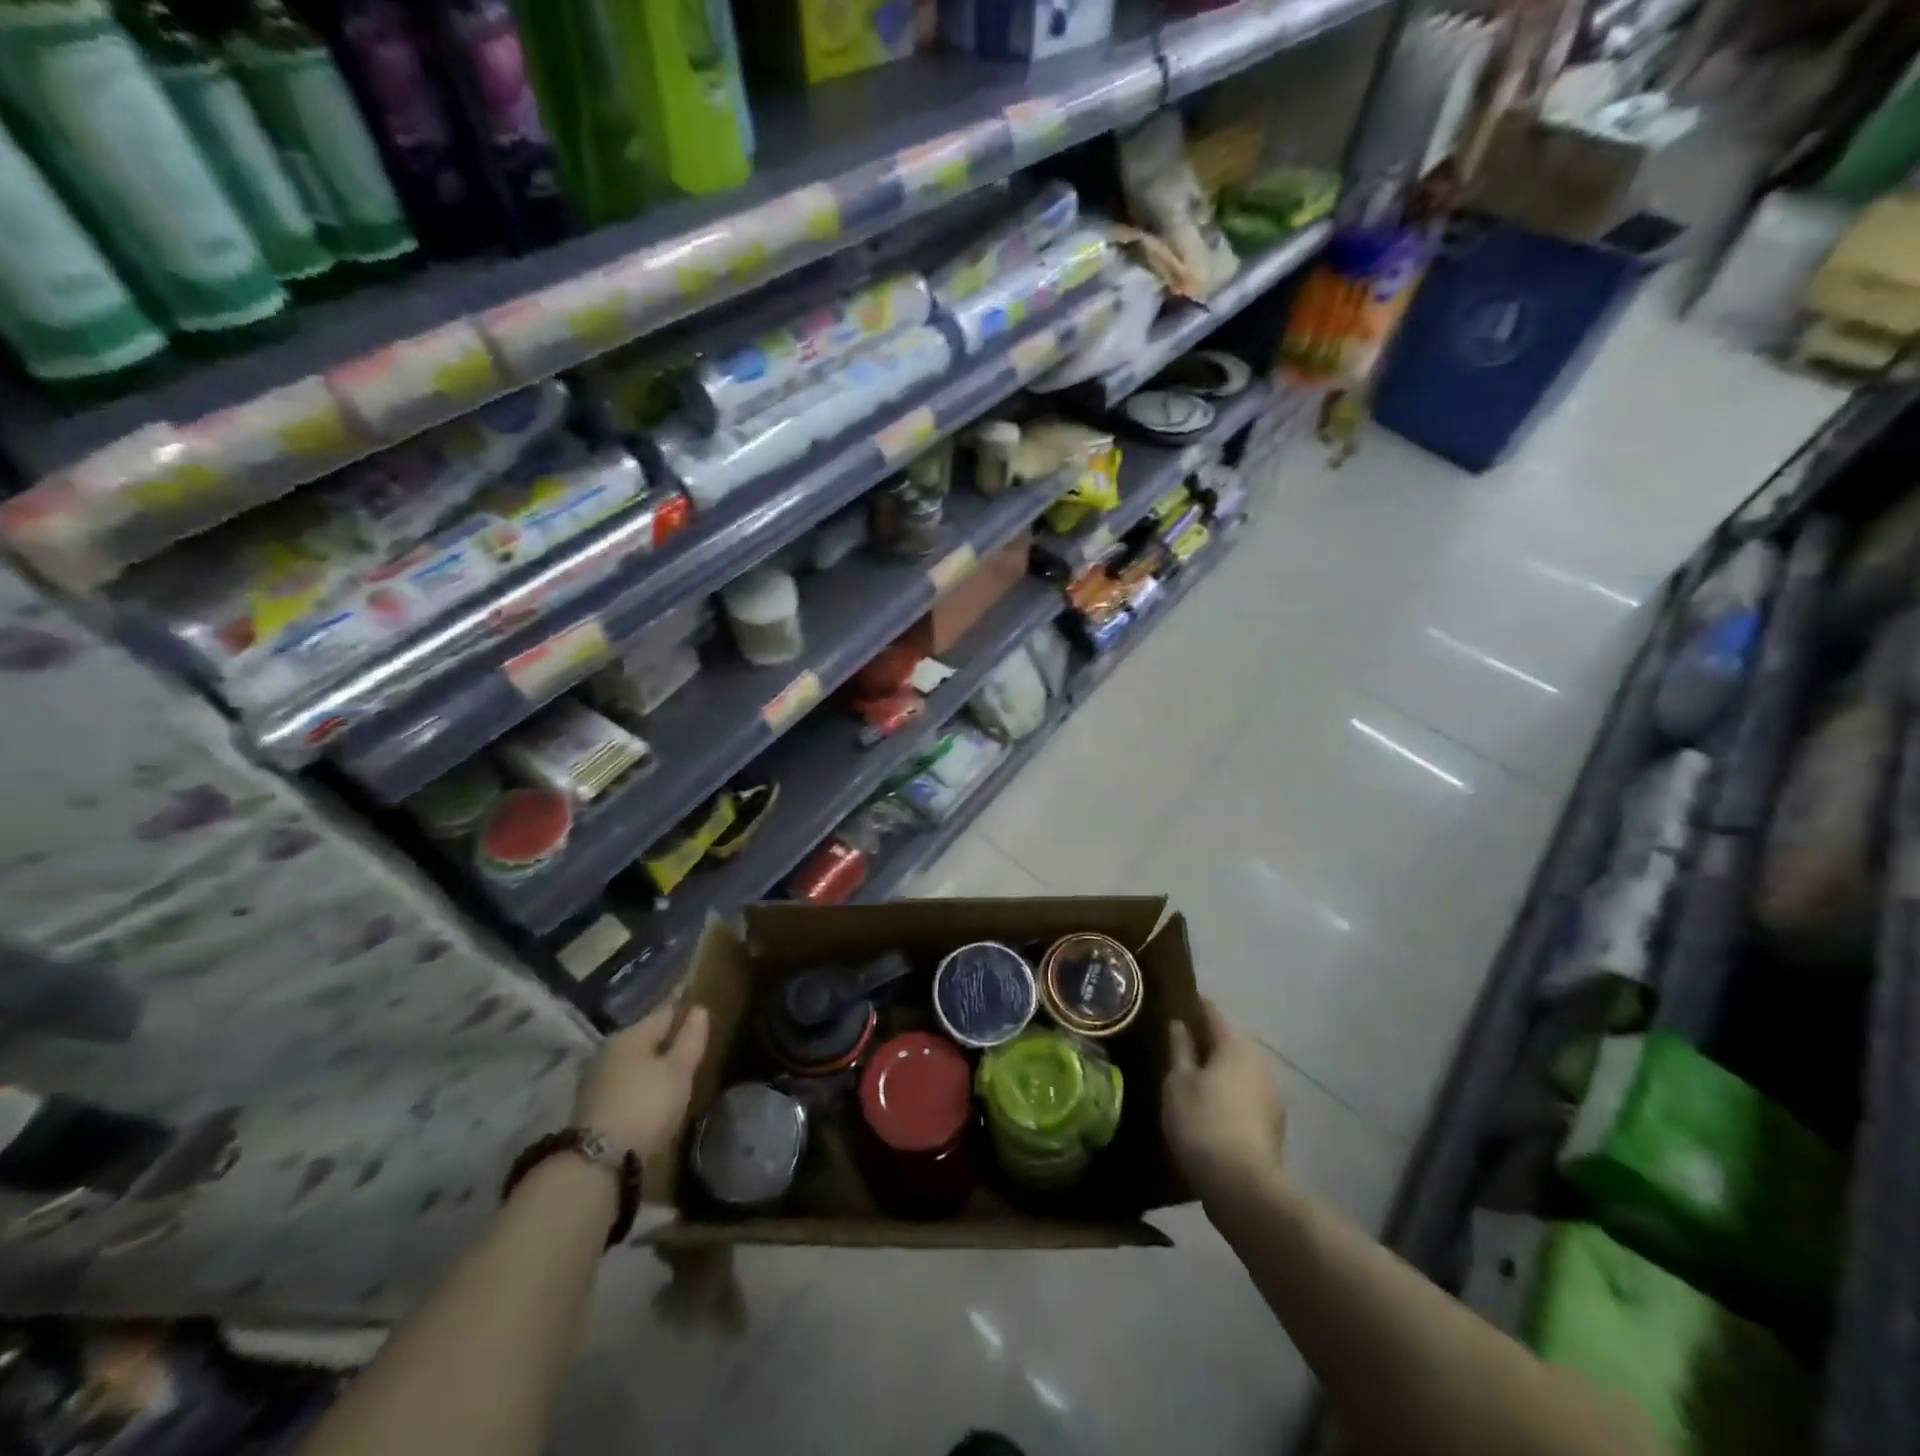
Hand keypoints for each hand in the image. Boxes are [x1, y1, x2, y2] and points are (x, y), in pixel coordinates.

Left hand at [574, 1004, 709, 1172]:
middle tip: (690, 1051)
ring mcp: (595, 1077)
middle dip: (667, 1041)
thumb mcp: (679, 1071)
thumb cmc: (646, 1106)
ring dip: (651, 1064)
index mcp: (631, 1034)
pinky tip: (650, 1096)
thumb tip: (698, 1009)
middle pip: (646, 1036)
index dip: (685, 1014)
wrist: (597, 1163)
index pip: (665, 1012)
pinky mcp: (590, 1104)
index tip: (702, 1021)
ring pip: (633, 1060)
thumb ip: (691, 1038)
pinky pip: (623, 1081)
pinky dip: (638, 1084)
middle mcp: (609, 1049)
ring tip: (673, 1076)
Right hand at [1163, 998, 1286, 1203]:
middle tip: (1178, 1041)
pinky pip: (1245, 1095)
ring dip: (1219, 1069)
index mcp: (1235, 1045)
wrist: (1243, 1187)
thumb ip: (1179, 1049)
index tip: (1176, 1001)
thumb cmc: (1202, 1122)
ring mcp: (1271, 1095)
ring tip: (1191, 1076)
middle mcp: (1259, 1062)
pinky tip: (1210, 1107)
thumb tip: (1179, 1025)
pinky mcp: (1273, 1125)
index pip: (1212, 1012)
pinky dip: (1228, 1093)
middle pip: (1229, 1041)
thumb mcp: (1178, 1081)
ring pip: (1239, 1070)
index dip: (1194, 1005)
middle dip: (1206, 1039)